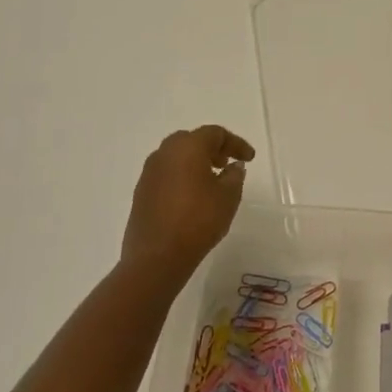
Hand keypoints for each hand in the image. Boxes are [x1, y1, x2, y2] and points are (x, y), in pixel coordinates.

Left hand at [122, 125, 255, 281]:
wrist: (156, 257)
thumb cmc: (198, 221)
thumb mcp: (228, 197)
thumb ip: (234, 176)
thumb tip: (233, 166)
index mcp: (187, 147)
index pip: (215, 133)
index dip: (236, 143)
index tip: (250, 158)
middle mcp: (164, 153)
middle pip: (192, 140)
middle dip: (212, 149)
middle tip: (227, 164)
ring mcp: (149, 172)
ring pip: (176, 157)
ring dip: (195, 162)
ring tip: (211, 181)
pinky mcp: (141, 192)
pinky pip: (166, 174)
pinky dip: (181, 177)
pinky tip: (191, 197)